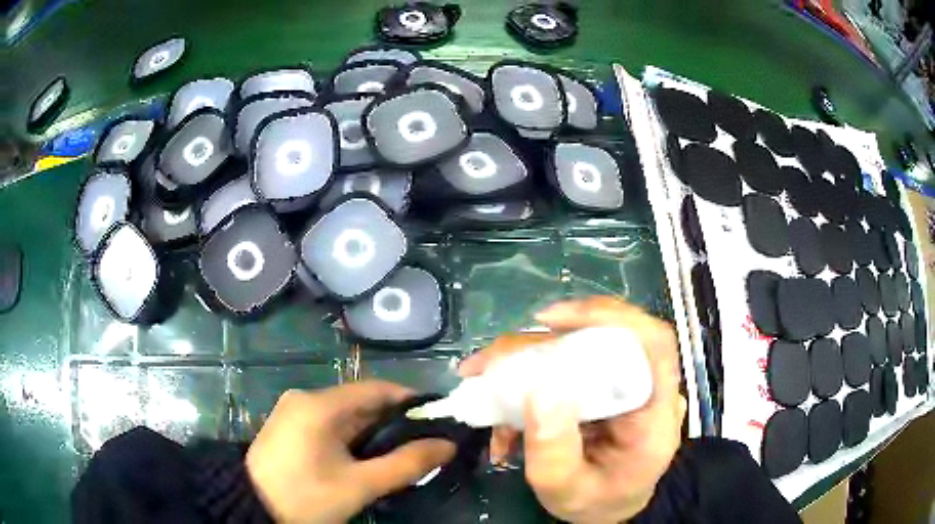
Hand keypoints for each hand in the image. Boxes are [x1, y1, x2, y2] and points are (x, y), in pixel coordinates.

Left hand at [245, 381, 455, 523]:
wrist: (250, 508)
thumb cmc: (306, 497)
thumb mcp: (359, 485)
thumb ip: (406, 464)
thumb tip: (447, 446)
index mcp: (319, 404)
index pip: (375, 389)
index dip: (409, 401)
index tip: (437, 418)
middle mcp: (305, 399)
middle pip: (360, 402)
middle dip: (393, 422)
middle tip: (424, 442)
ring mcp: (293, 412)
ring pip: (345, 415)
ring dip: (373, 432)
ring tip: (400, 453)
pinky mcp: (288, 427)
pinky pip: (329, 425)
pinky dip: (352, 437)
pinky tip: (365, 457)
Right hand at [459, 296, 685, 523]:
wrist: (609, 507)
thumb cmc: (596, 502)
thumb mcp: (567, 490)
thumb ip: (553, 451)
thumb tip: (538, 390)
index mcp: (654, 413)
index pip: (652, 342)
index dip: (608, 316)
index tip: (550, 322)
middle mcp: (644, 389)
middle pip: (604, 339)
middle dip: (541, 344)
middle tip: (489, 363)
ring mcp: (623, 386)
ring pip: (578, 349)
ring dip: (525, 361)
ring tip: (483, 382)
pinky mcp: (603, 388)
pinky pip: (565, 368)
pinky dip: (527, 379)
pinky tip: (502, 408)